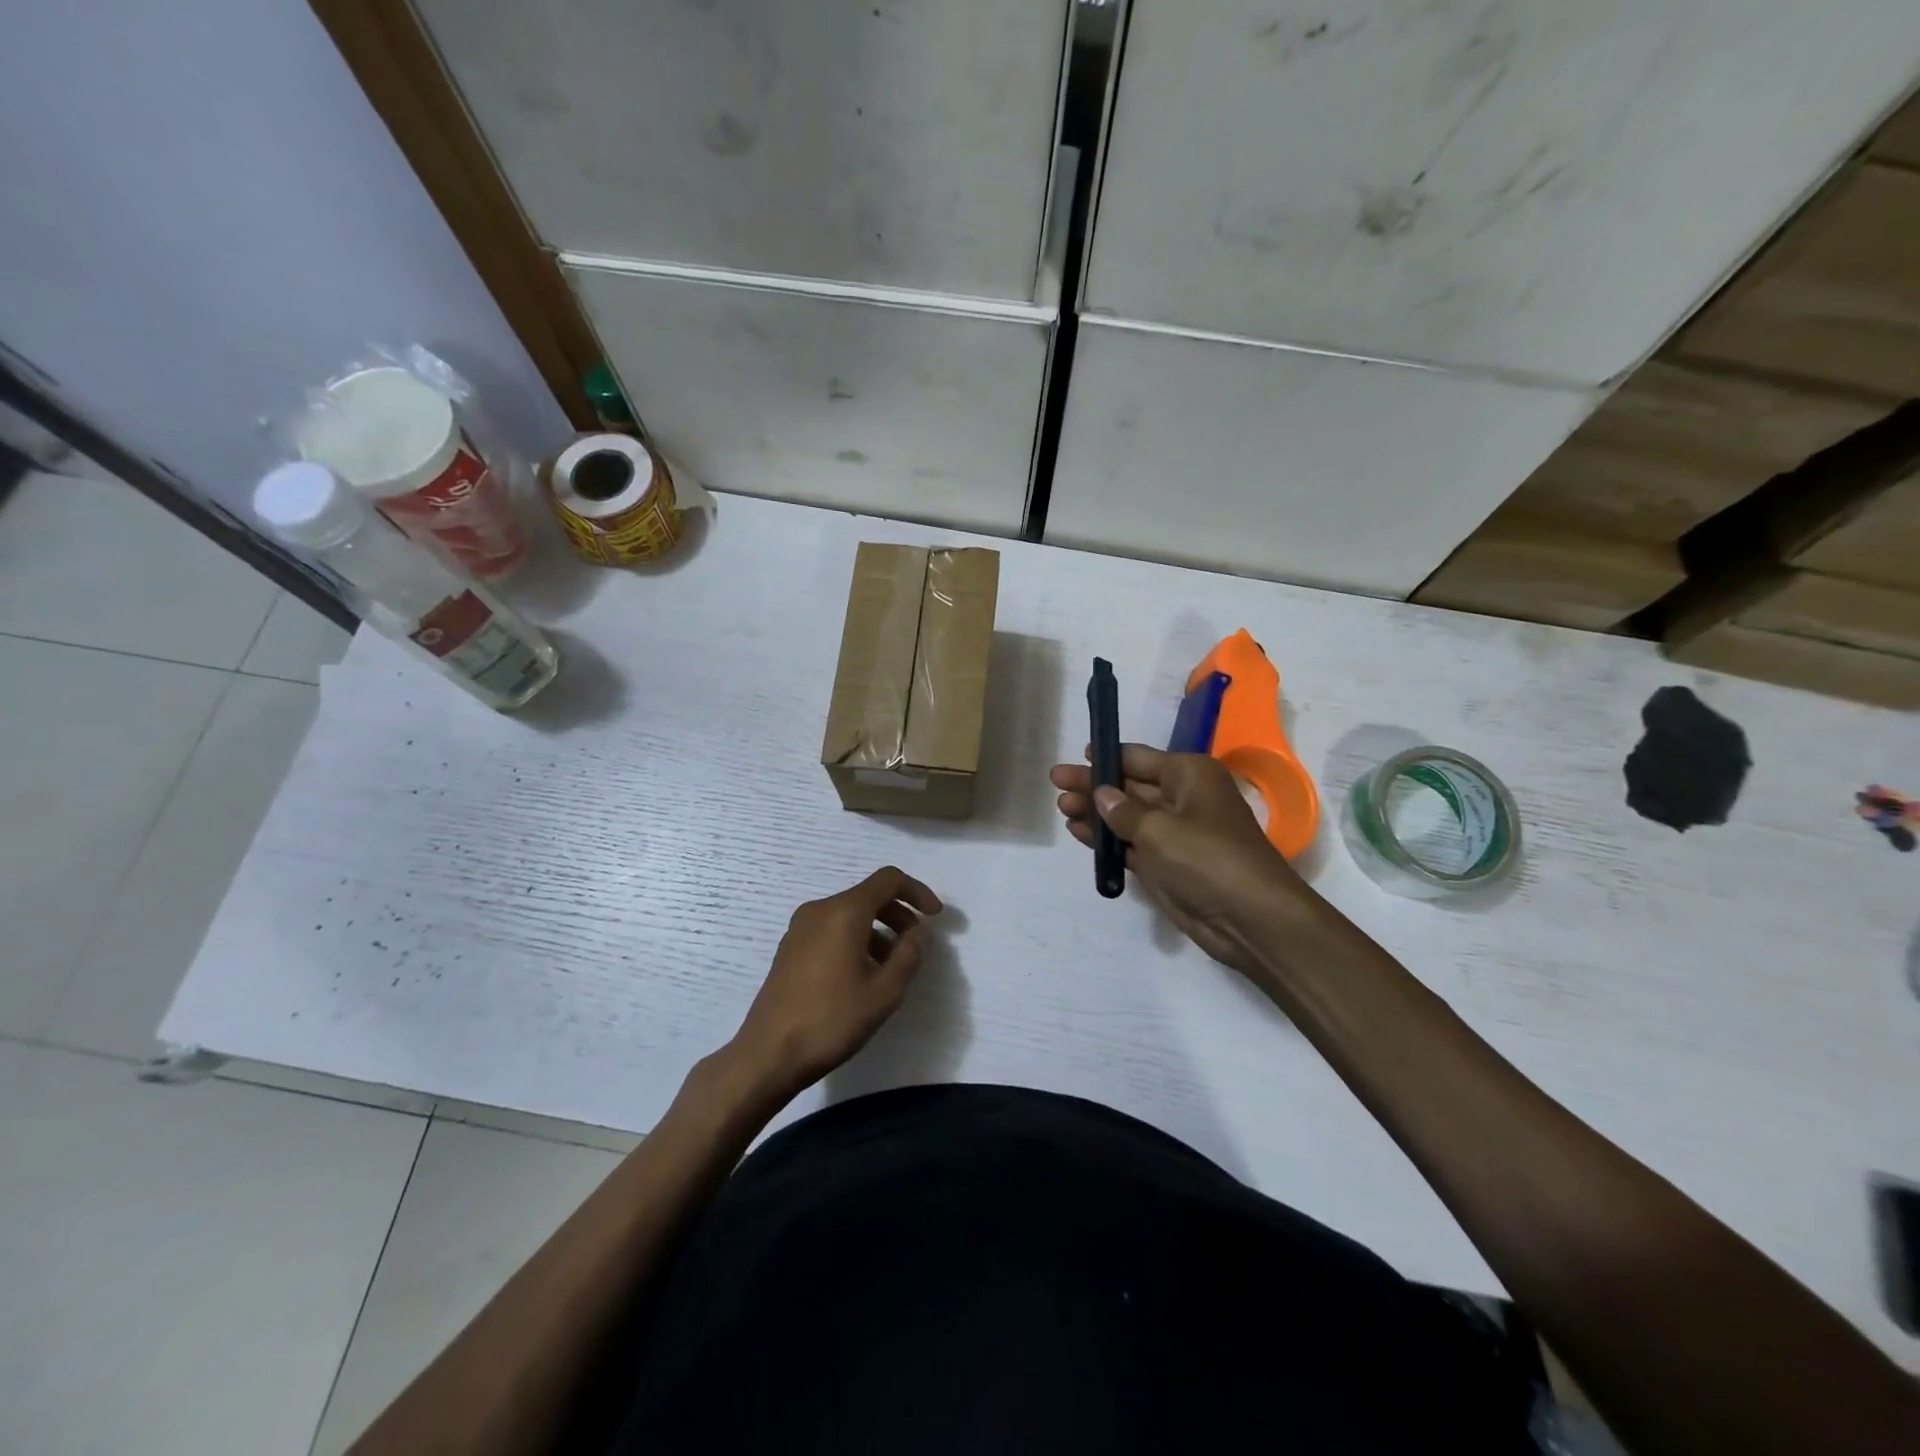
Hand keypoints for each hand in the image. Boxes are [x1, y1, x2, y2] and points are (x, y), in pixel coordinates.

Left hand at [728, 867, 942, 1096]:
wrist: (768, 1054)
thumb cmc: (831, 1020)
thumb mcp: (884, 993)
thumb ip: (909, 955)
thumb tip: (917, 934)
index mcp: (844, 912)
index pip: (888, 880)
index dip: (917, 892)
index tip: (935, 916)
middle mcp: (820, 909)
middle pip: (868, 895)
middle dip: (899, 914)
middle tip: (916, 945)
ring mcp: (800, 927)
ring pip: (850, 913)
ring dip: (878, 929)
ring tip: (891, 966)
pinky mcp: (790, 947)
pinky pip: (832, 927)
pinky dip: (856, 938)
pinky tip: (862, 973)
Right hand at [1052, 744, 1313, 974]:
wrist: (1249, 919)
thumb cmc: (1206, 858)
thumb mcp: (1158, 829)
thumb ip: (1122, 810)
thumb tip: (1101, 794)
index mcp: (1189, 775)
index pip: (1138, 758)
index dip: (1107, 757)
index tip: (1076, 755)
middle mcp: (1183, 798)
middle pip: (1129, 786)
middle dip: (1094, 785)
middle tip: (1056, 782)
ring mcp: (1175, 833)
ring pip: (1127, 816)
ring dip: (1096, 812)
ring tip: (1061, 808)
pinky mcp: (1168, 864)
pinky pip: (1130, 844)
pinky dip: (1107, 839)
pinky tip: (1078, 832)